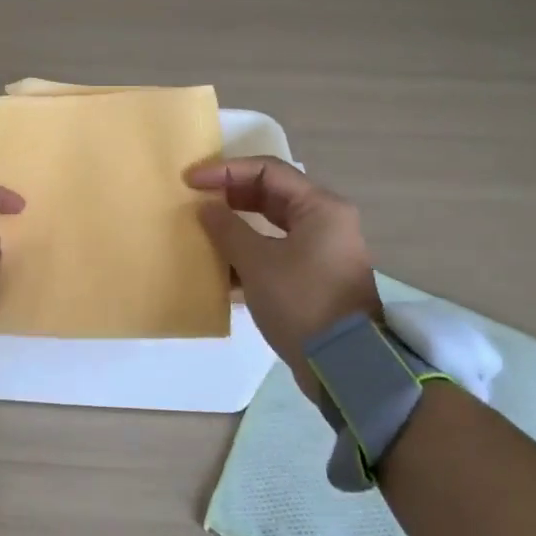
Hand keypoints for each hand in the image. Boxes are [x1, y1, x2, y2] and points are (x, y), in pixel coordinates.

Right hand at [185, 156, 380, 390]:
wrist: (344, 364)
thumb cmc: (301, 301)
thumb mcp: (257, 262)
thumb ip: (227, 229)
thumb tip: (206, 208)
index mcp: (320, 208)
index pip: (267, 170)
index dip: (225, 170)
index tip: (191, 180)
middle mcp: (325, 222)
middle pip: (270, 195)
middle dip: (230, 196)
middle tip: (195, 201)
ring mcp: (322, 251)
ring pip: (271, 226)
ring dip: (236, 227)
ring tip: (202, 231)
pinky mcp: (314, 278)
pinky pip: (275, 252)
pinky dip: (248, 254)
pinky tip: (219, 268)